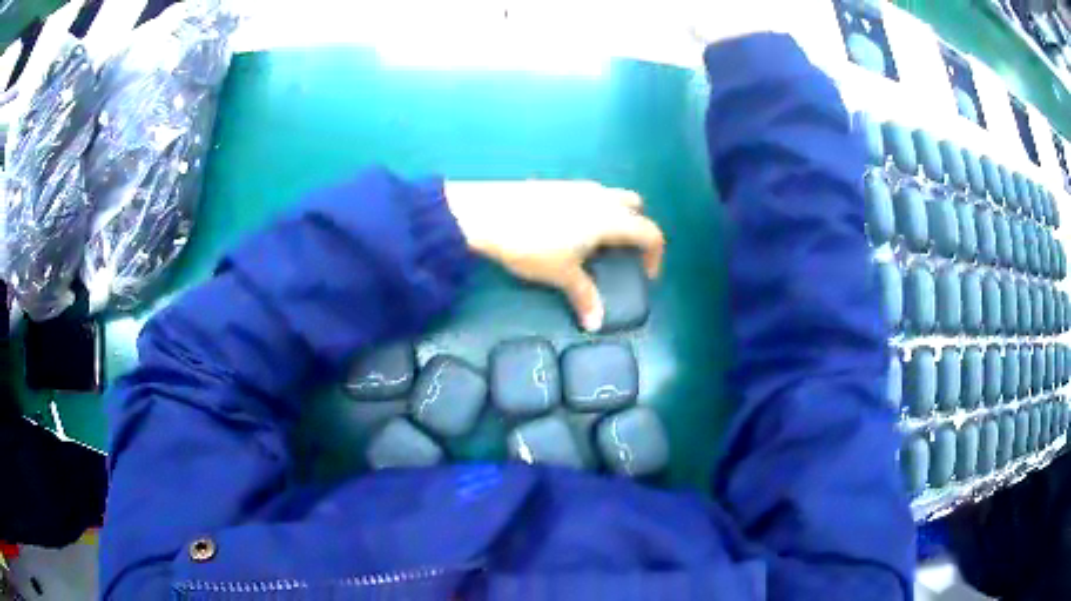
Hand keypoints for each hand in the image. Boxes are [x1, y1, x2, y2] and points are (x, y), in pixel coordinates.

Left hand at [444, 180, 664, 331]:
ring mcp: (577, 186)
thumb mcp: (561, 274)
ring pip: (611, 197)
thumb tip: (595, 323)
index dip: (655, 255)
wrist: (487, 214)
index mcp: (611, 219)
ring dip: (615, 217)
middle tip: (624, 254)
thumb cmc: (532, 245)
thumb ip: (584, 296)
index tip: (646, 276)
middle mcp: (601, 197)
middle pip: (635, 206)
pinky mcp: (556, 184)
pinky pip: (587, 195)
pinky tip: (569, 230)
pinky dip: (592, 210)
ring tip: (596, 244)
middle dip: (637, 228)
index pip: (650, 232)